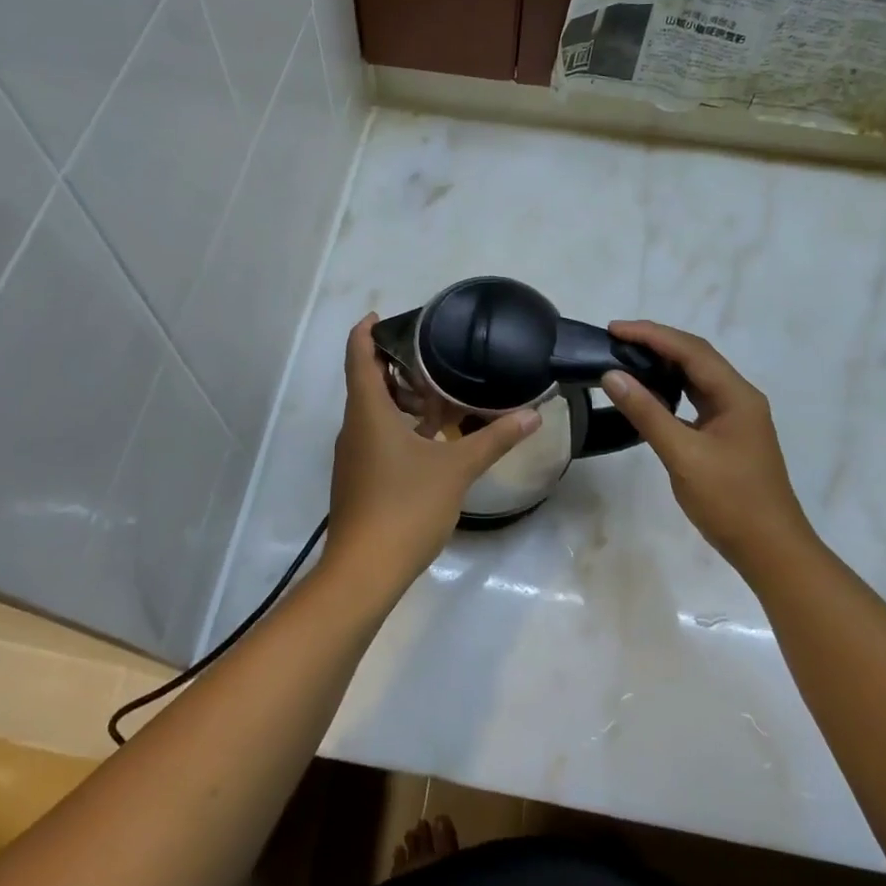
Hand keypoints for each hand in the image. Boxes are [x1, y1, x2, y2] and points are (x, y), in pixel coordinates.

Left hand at [320, 315, 539, 605]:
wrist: (365, 570)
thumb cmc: (406, 507)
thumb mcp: (456, 469)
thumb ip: (494, 439)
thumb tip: (532, 414)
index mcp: (368, 412)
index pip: (358, 357)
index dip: (366, 331)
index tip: (383, 315)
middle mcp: (354, 427)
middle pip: (366, 382)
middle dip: (395, 365)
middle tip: (432, 353)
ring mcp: (353, 455)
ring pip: (372, 412)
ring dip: (400, 399)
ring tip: (439, 394)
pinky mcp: (358, 478)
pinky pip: (375, 436)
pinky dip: (399, 426)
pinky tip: (431, 439)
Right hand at [602, 321, 812, 568]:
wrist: (771, 551)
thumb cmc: (730, 501)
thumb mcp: (683, 455)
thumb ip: (647, 413)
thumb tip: (612, 375)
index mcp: (736, 395)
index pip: (690, 350)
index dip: (651, 335)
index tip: (614, 329)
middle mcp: (739, 398)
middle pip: (696, 357)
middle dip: (656, 343)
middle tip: (615, 339)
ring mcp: (735, 417)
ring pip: (696, 377)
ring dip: (663, 364)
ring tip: (627, 358)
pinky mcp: (727, 435)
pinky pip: (696, 399)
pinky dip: (670, 389)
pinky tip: (649, 394)